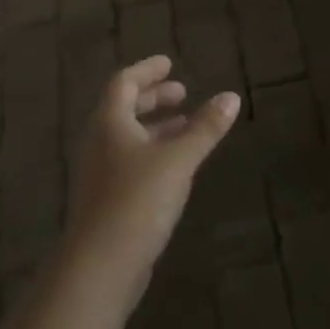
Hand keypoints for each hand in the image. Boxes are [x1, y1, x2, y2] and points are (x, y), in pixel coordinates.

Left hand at [64, 56, 239, 303]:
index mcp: (109, 122)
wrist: (100, 265)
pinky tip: (175, 166)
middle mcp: (98, 142)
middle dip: (153, 98)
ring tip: (186, 126)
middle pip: (124, 108)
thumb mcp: (178, 159)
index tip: (170, 63)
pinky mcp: (105, 199)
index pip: (124, 82)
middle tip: (182, 92)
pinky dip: (152, 152)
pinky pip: (129, 161)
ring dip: (155, 127)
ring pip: (127, 137)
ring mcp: (99, 172)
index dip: (147, 71)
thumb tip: (231, 97)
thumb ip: (205, 128)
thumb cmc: (137, 201)